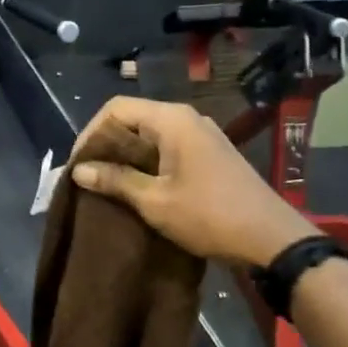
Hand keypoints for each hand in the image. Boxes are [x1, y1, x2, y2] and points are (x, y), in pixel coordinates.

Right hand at [68, 97, 312, 267]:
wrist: (270, 237)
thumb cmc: (208, 215)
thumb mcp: (155, 201)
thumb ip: (115, 180)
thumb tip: (78, 170)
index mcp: (172, 120)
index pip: (116, 109)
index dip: (91, 133)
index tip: (78, 165)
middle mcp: (186, 118)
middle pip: (133, 118)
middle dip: (107, 145)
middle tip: (88, 177)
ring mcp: (201, 135)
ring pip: (150, 135)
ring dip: (126, 156)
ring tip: (106, 185)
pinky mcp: (209, 154)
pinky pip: (168, 148)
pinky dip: (147, 162)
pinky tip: (137, 188)